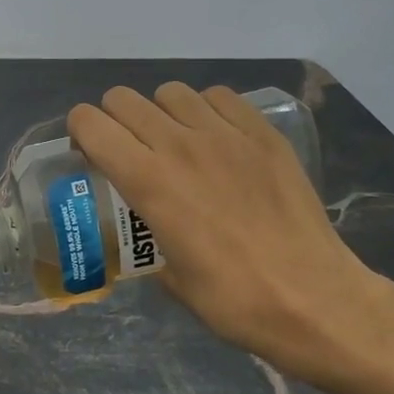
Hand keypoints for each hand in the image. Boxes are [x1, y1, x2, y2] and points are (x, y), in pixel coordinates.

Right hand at [67, 83, 388, 386]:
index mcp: (148, 182)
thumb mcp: (168, 277)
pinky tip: (214, 138)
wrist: (314, 300)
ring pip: (170, 92)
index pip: (91, 124)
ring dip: (159, 112)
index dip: (79, 132)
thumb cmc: (232, 300)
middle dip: (113, 120)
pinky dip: (205, 109)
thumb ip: (145, 238)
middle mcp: (180, 145)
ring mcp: (226, 135)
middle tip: (126, 149)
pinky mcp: (263, 135)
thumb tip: (143, 227)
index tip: (87, 153)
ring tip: (173, 141)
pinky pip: (220, 97)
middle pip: (123, 100)